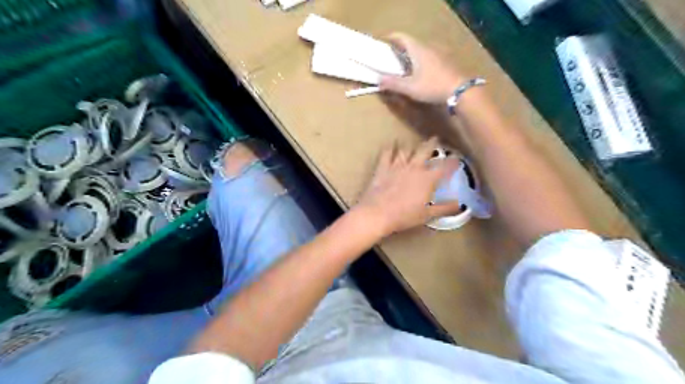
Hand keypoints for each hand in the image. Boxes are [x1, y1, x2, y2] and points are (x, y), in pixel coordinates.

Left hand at [353, 137, 459, 234]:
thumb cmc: (404, 216)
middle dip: (432, 144)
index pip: (445, 167)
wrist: (377, 213)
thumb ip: (444, 208)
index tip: (457, 159)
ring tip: (414, 145)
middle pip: (425, 150)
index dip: (453, 162)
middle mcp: (414, 168)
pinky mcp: (383, 167)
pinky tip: (391, 145)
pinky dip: (390, 147)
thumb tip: (459, 205)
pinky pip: (387, 153)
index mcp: (428, 179)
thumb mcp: (427, 215)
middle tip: (435, 139)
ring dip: (411, 147)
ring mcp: (397, 165)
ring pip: (407, 150)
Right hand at [380, 31, 465, 102]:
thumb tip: (378, 80)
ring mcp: (439, 55)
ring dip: (411, 56)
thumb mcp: (410, 87)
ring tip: (403, 66)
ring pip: (421, 51)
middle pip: (412, 44)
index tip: (384, 41)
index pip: (402, 38)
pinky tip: (419, 73)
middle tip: (391, 57)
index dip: (392, 38)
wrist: (460, 90)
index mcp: (418, 50)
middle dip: (400, 48)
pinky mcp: (445, 63)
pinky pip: (429, 58)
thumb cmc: (432, 86)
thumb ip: (393, 83)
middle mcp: (428, 48)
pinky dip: (420, 62)